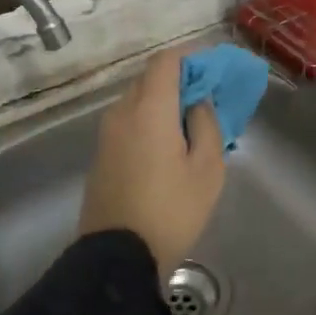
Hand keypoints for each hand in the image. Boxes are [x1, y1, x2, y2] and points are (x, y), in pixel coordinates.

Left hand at [78, 48, 225, 273]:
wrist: (118, 257)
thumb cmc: (171, 211)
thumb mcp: (207, 169)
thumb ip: (207, 125)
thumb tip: (198, 103)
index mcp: (149, 109)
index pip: (166, 61)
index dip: (191, 57)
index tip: (214, 69)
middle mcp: (122, 113)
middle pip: (150, 80)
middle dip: (180, 81)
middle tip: (208, 100)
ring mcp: (106, 135)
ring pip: (137, 102)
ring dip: (164, 104)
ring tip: (191, 127)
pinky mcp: (101, 156)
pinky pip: (128, 124)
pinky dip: (149, 122)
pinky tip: (168, 147)